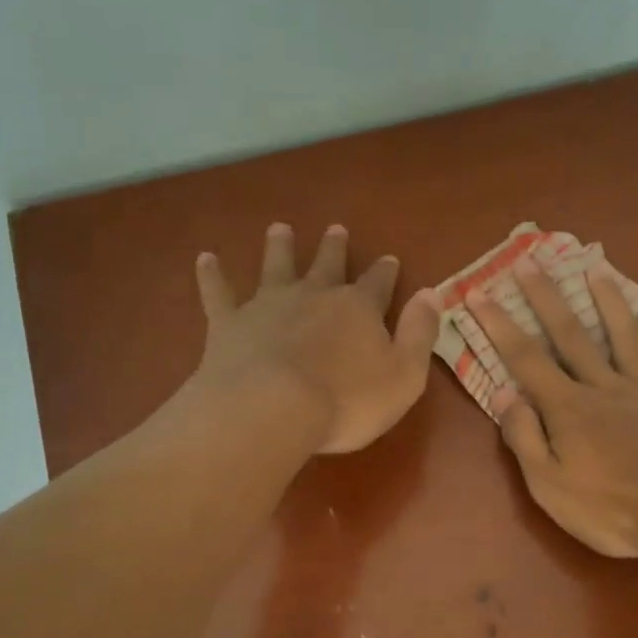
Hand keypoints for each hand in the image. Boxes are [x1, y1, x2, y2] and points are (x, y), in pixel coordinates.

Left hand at [193, 223, 440, 453]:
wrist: (273, 408)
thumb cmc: (347, 401)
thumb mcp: (404, 375)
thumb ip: (420, 333)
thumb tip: (432, 293)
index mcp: (358, 309)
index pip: (378, 283)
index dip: (385, 272)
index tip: (389, 258)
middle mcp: (314, 295)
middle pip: (327, 265)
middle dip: (334, 248)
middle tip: (336, 229)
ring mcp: (269, 305)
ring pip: (276, 266)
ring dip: (279, 247)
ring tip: (279, 228)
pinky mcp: (230, 323)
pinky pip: (219, 292)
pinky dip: (212, 275)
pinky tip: (206, 258)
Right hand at [468, 258, 637, 557]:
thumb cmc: (611, 510)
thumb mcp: (550, 486)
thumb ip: (525, 437)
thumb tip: (504, 393)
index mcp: (569, 408)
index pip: (525, 359)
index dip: (499, 325)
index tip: (479, 293)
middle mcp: (605, 386)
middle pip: (571, 334)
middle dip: (546, 297)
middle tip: (529, 260)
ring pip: (624, 335)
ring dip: (608, 300)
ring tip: (596, 268)